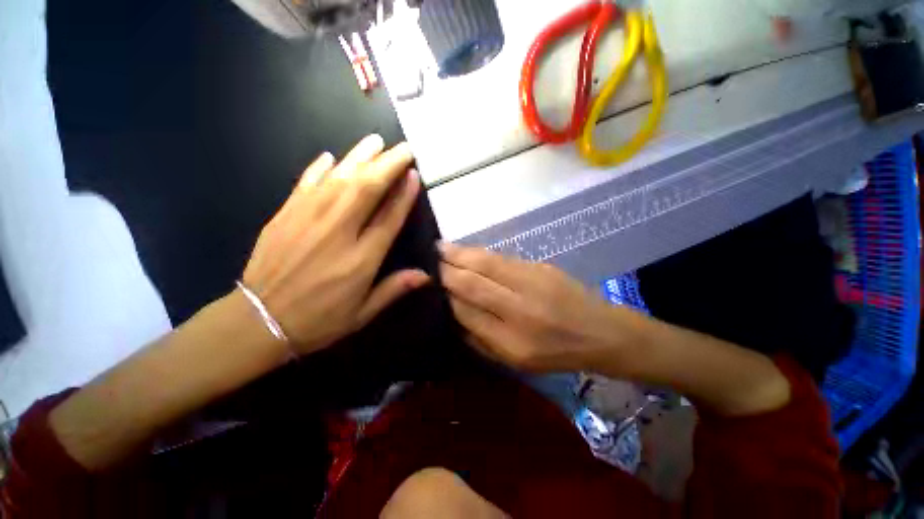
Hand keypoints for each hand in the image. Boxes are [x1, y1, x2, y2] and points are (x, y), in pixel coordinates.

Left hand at [242, 135, 429, 354]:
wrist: (259, 322)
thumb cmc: (319, 320)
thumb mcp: (363, 313)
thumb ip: (394, 289)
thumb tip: (426, 276)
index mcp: (361, 258)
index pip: (389, 218)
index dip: (404, 195)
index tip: (414, 175)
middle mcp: (338, 232)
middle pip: (366, 189)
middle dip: (387, 165)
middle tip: (403, 148)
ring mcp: (308, 220)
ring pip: (338, 179)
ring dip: (358, 157)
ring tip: (374, 141)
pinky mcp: (284, 216)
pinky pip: (305, 184)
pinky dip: (319, 168)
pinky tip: (330, 156)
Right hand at [439, 243, 630, 372]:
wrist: (601, 332)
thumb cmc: (556, 354)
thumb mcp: (515, 361)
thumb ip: (480, 340)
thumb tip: (452, 314)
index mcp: (512, 342)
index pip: (467, 312)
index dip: (446, 296)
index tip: (430, 285)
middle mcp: (520, 309)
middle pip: (473, 283)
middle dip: (447, 271)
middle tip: (428, 261)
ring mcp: (532, 283)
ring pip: (486, 263)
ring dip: (459, 254)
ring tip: (439, 248)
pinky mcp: (540, 267)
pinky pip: (501, 257)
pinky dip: (479, 252)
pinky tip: (466, 250)